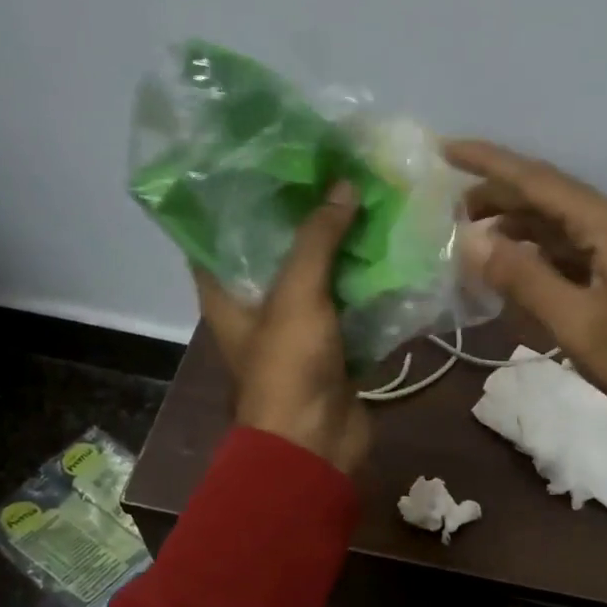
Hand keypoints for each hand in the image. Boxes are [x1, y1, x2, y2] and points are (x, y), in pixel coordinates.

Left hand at [194, 181, 371, 474]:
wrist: (316, 443)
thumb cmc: (288, 367)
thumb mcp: (296, 294)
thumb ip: (318, 238)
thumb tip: (343, 185)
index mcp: (226, 295)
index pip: (217, 236)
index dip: (236, 200)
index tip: (265, 163)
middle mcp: (257, 308)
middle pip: (276, 253)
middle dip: (303, 219)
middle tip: (330, 175)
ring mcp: (298, 330)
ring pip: (318, 280)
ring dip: (341, 250)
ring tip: (365, 202)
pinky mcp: (333, 348)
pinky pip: (349, 308)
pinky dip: (365, 286)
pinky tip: (389, 253)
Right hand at [448, 140, 606, 442]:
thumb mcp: (579, 324)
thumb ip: (524, 279)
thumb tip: (471, 240)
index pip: (537, 180)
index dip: (488, 162)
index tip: (444, 149)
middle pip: (548, 198)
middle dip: (498, 197)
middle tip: (449, 210)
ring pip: (560, 226)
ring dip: (517, 227)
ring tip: (473, 239)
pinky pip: (574, 252)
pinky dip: (540, 255)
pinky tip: (517, 269)